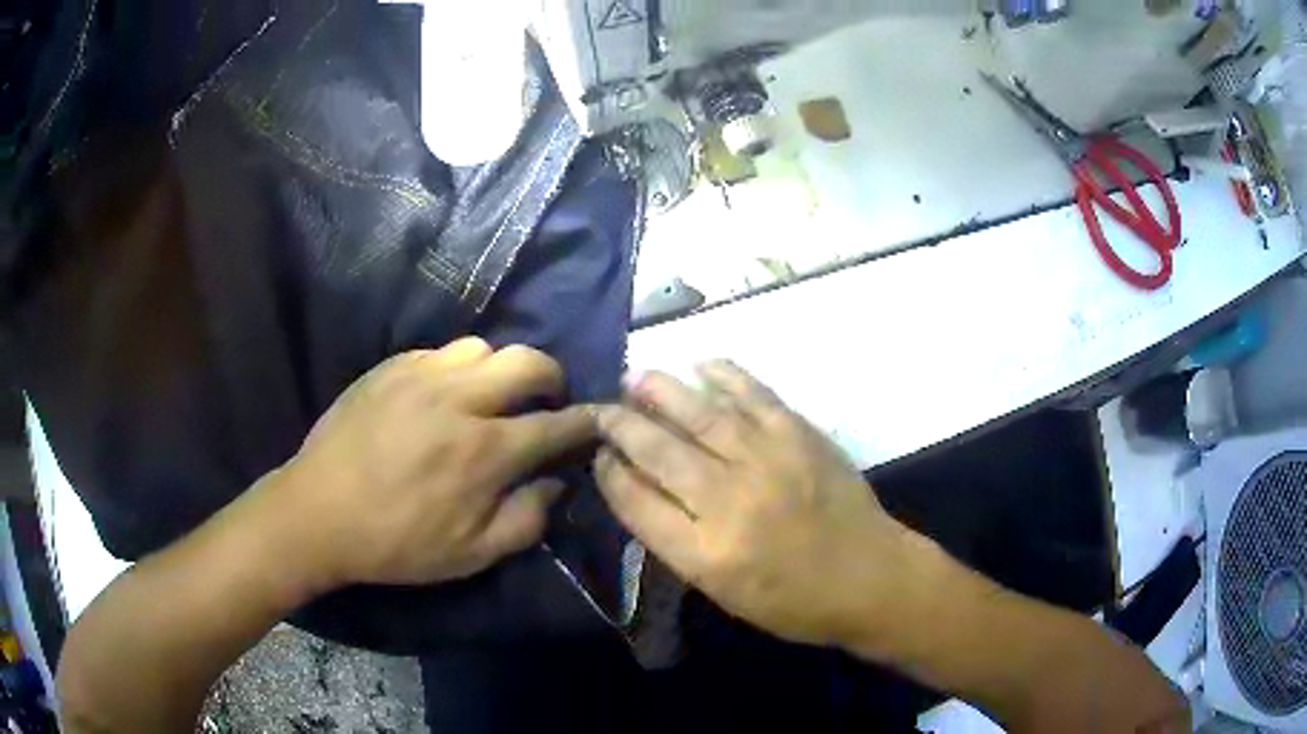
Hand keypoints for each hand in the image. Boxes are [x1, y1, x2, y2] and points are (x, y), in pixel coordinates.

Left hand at [255, 338, 594, 591]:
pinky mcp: (390, 367)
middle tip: (547, 403)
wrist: (318, 513)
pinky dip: (458, 369)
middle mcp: (458, 399)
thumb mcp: (471, 554)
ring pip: (483, 348)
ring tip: (490, 398)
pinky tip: (445, 397)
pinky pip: (441, 352)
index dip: (586, 422)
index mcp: (483, 451)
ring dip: (501, 370)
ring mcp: (420, 375)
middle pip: (528, 362)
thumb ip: (526, 519)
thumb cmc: (397, 542)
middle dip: (552, 379)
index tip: (598, 422)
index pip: (555, 425)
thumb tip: (556, 483)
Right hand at [594, 362, 915, 648]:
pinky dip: (724, 375)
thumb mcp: (723, 592)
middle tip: (602, 410)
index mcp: (705, 554)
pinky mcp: (799, 435)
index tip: (599, 456)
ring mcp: (767, 460)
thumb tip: (640, 488)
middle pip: (659, 452)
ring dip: (660, 391)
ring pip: (699, 413)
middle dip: (621, 426)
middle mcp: (729, 501)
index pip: (637, 503)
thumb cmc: (793, 600)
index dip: (611, 474)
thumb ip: (678, 542)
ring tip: (634, 378)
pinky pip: (752, 395)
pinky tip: (701, 365)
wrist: (870, 577)